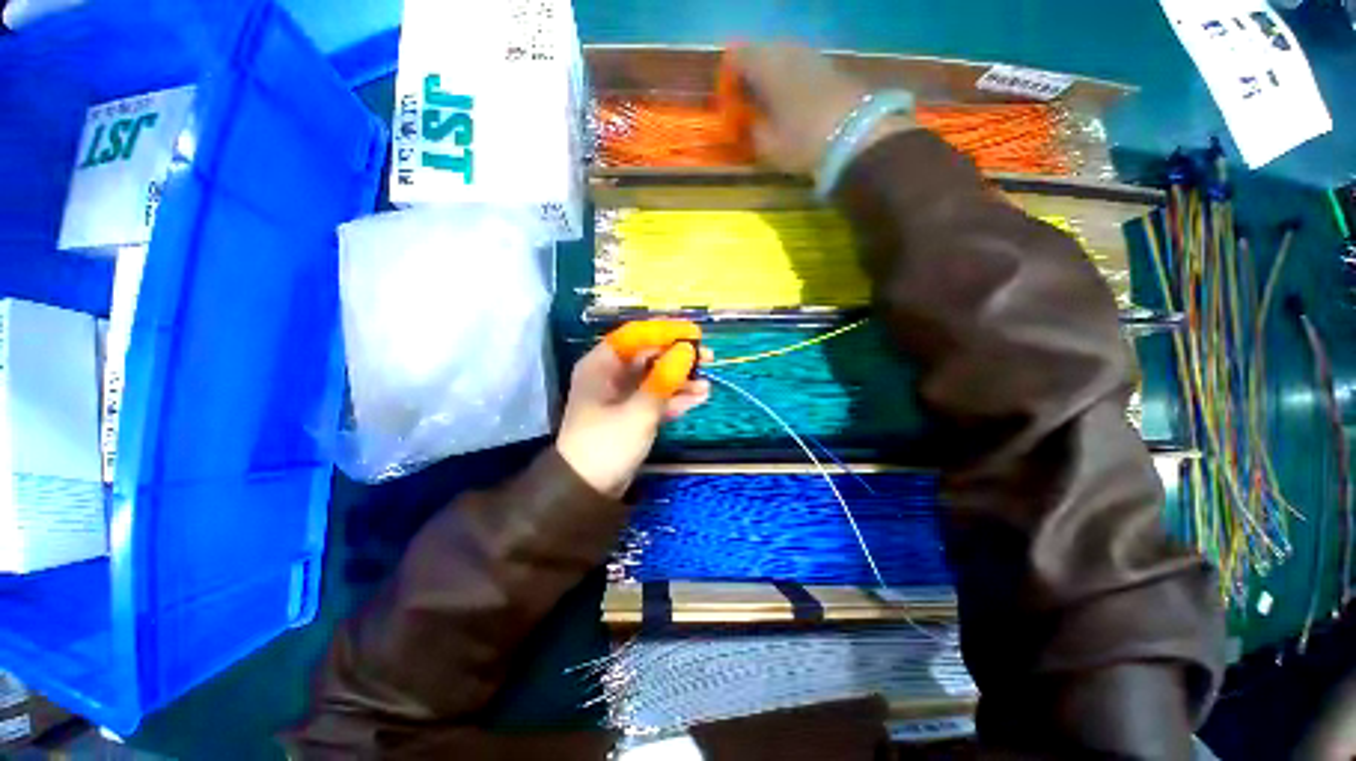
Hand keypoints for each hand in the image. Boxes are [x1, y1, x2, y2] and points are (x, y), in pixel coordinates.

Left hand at [556, 342, 710, 497]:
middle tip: (708, 358)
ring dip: (681, 378)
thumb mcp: (637, 411)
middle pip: (649, 355)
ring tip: (706, 383)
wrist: (588, 490)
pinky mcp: (633, 412)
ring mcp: (623, 394)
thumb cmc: (606, 444)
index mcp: (602, 365)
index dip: (666, 331)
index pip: (636, 335)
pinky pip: (657, 396)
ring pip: (656, 376)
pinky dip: (676, 397)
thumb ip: (663, 380)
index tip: (694, 334)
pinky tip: (699, 397)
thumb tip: (687, 351)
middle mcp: (612, 374)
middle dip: (678, 356)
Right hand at [731, 44, 917, 177]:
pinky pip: (800, 65)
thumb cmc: (801, 140)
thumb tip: (747, 120)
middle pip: (759, 53)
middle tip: (748, 106)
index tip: (729, 106)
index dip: (728, 80)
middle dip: (750, 76)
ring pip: (781, 57)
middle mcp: (786, 49)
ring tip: (770, 107)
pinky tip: (793, 104)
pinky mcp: (830, 64)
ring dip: (772, 78)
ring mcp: (811, 53)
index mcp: (764, 63)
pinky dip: (791, 80)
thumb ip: (750, 128)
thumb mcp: (766, 145)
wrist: (856, 135)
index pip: (735, 57)